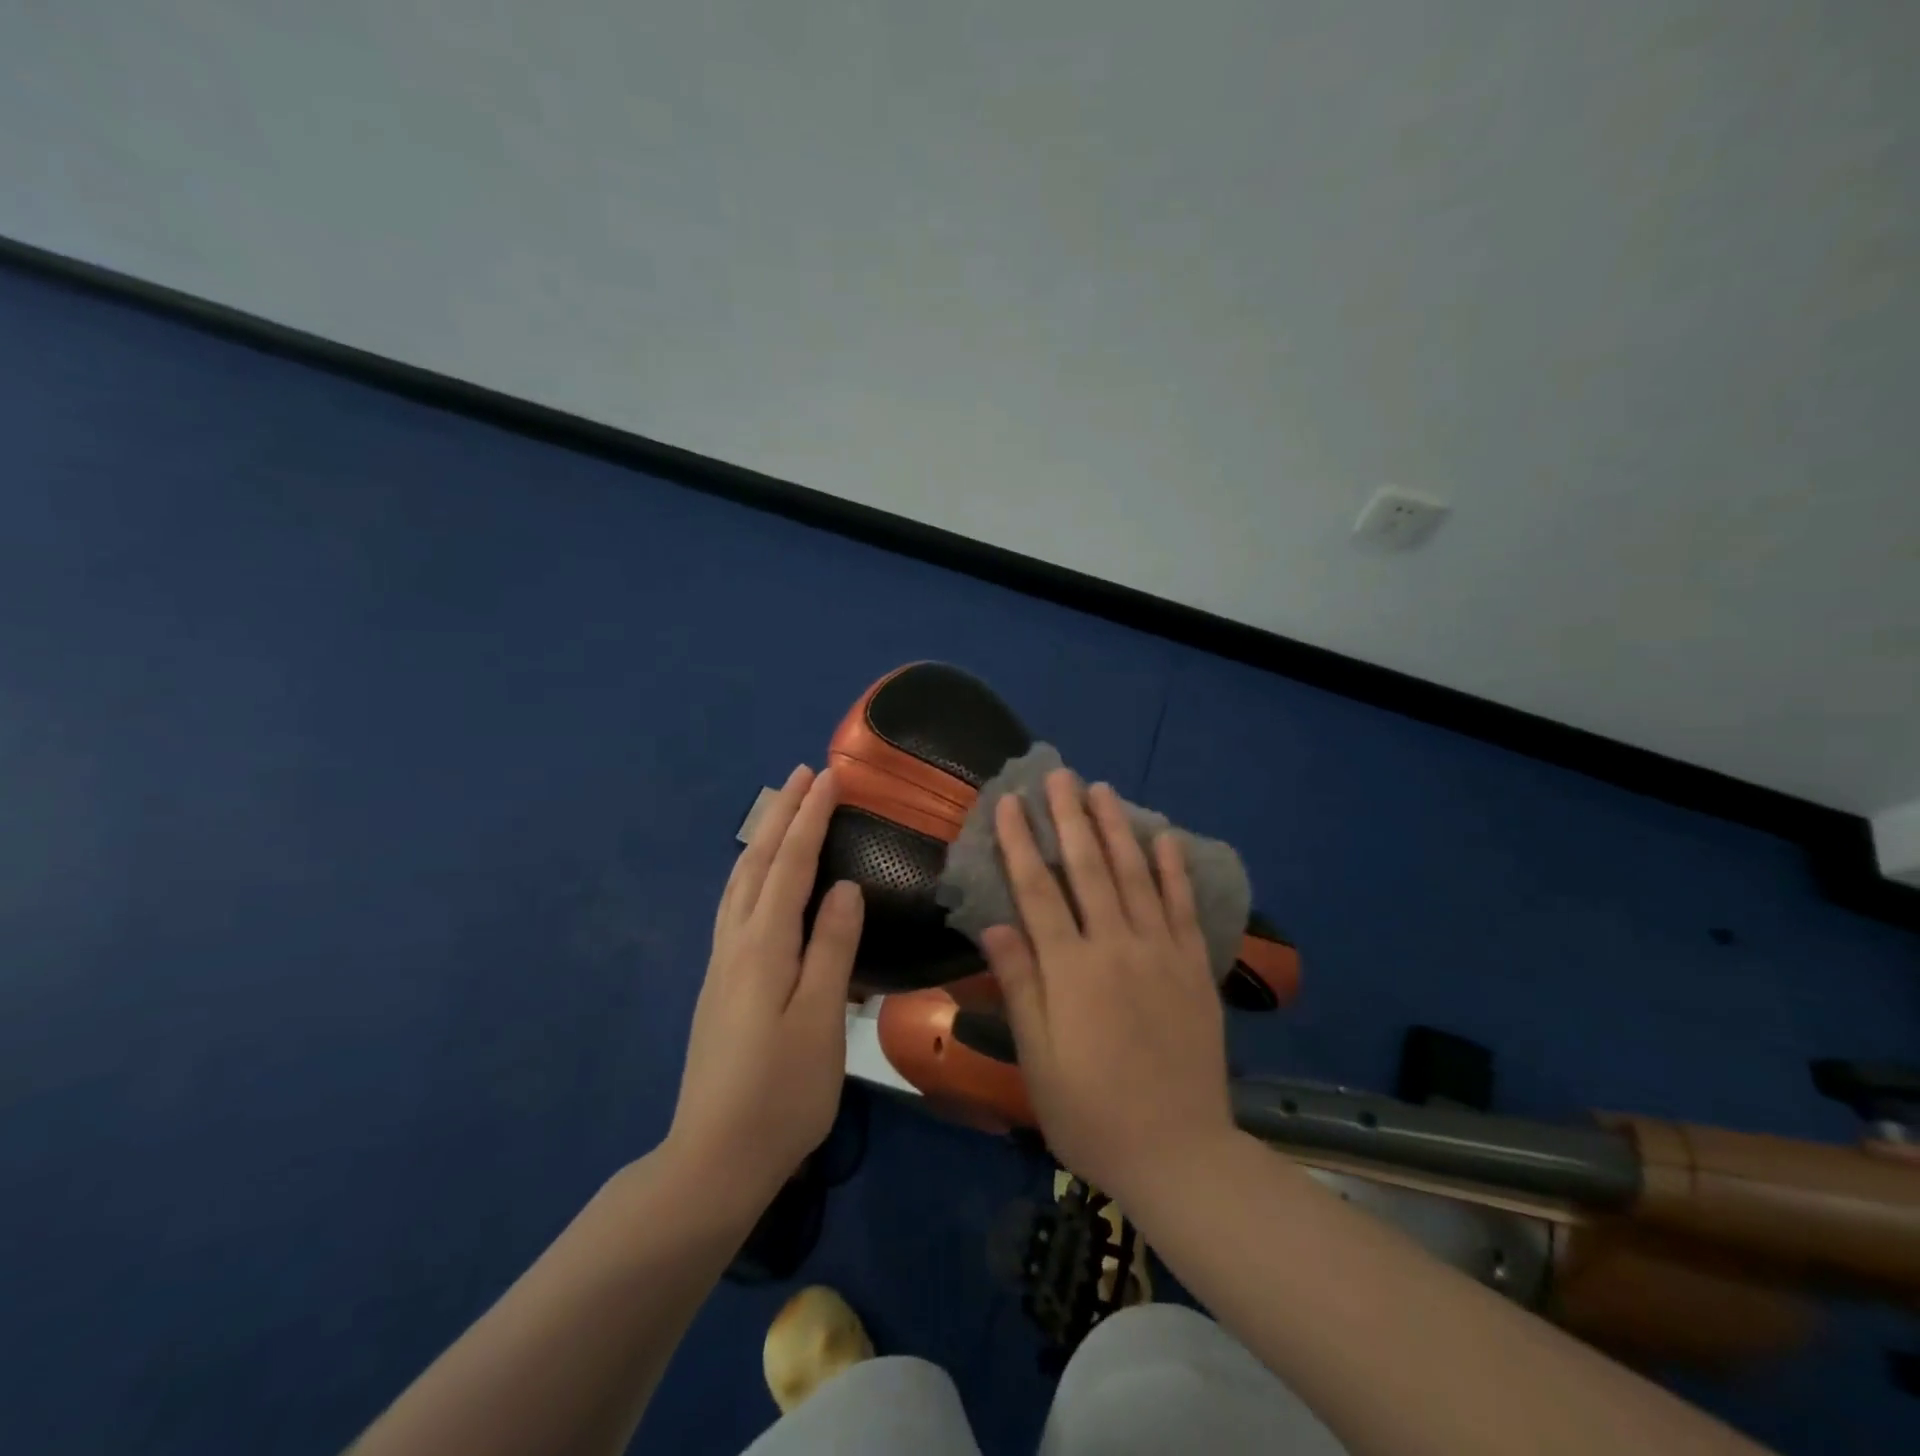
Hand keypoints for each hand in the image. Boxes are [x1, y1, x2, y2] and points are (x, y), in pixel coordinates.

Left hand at [667, 765, 863, 1209]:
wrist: (714, 1159)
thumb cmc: (782, 1092)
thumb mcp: (821, 1019)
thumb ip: (832, 947)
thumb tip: (843, 886)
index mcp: (763, 946)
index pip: (790, 864)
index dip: (810, 817)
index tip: (828, 776)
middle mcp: (735, 943)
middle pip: (757, 863)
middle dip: (780, 814)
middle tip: (802, 774)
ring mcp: (721, 965)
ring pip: (739, 883)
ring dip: (761, 839)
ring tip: (780, 812)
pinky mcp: (719, 986)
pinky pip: (735, 906)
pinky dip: (752, 873)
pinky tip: (759, 882)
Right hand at [981, 771, 1235, 1200]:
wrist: (1178, 1152)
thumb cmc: (1091, 1112)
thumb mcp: (1037, 1059)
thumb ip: (1019, 985)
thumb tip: (996, 924)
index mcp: (1070, 970)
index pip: (1037, 890)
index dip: (1020, 842)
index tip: (1009, 802)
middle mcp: (1115, 947)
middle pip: (1087, 868)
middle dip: (1069, 817)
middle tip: (1058, 775)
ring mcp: (1160, 953)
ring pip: (1135, 875)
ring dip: (1116, 828)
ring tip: (1102, 790)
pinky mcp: (1193, 967)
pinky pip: (1182, 907)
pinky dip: (1174, 869)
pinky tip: (1164, 837)